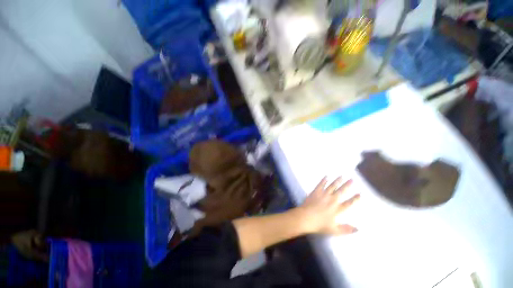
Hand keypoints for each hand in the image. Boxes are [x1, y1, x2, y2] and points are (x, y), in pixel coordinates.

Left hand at [297, 177, 359, 234]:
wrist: (305, 217)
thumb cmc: (319, 225)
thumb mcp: (334, 230)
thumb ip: (346, 229)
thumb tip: (358, 229)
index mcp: (337, 209)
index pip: (349, 203)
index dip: (355, 198)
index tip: (360, 193)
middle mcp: (332, 200)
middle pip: (341, 191)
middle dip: (347, 185)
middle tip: (352, 179)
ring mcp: (324, 194)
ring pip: (332, 186)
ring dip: (337, 180)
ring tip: (342, 176)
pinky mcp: (316, 191)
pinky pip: (321, 184)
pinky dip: (324, 180)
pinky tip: (326, 176)